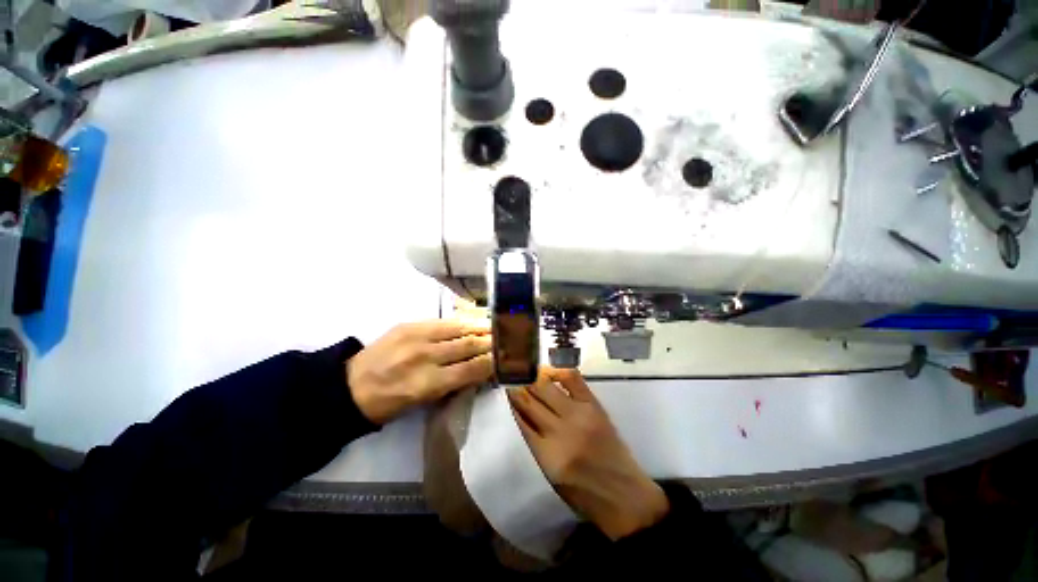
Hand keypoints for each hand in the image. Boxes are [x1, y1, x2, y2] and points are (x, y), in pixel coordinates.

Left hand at [347, 321, 492, 423]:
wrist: (350, 386)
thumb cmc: (389, 402)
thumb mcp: (422, 402)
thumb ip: (452, 384)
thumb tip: (478, 370)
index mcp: (427, 384)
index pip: (470, 370)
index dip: (491, 363)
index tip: (505, 358)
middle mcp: (424, 357)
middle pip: (467, 346)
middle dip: (489, 343)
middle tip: (506, 339)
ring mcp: (416, 337)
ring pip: (458, 329)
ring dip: (479, 328)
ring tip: (494, 326)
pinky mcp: (409, 325)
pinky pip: (442, 321)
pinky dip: (461, 322)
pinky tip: (472, 320)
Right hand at [507, 368, 669, 539]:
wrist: (624, 495)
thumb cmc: (583, 493)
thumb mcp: (550, 475)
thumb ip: (535, 443)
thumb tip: (521, 413)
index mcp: (546, 454)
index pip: (520, 419)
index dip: (511, 401)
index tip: (504, 388)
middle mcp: (560, 431)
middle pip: (530, 400)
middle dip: (518, 386)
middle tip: (511, 375)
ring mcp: (579, 415)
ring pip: (546, 387)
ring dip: (533, 377)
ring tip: (525, 370)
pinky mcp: (594, 405)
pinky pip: (572, 379)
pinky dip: (558, 372)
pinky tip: (549, 372)